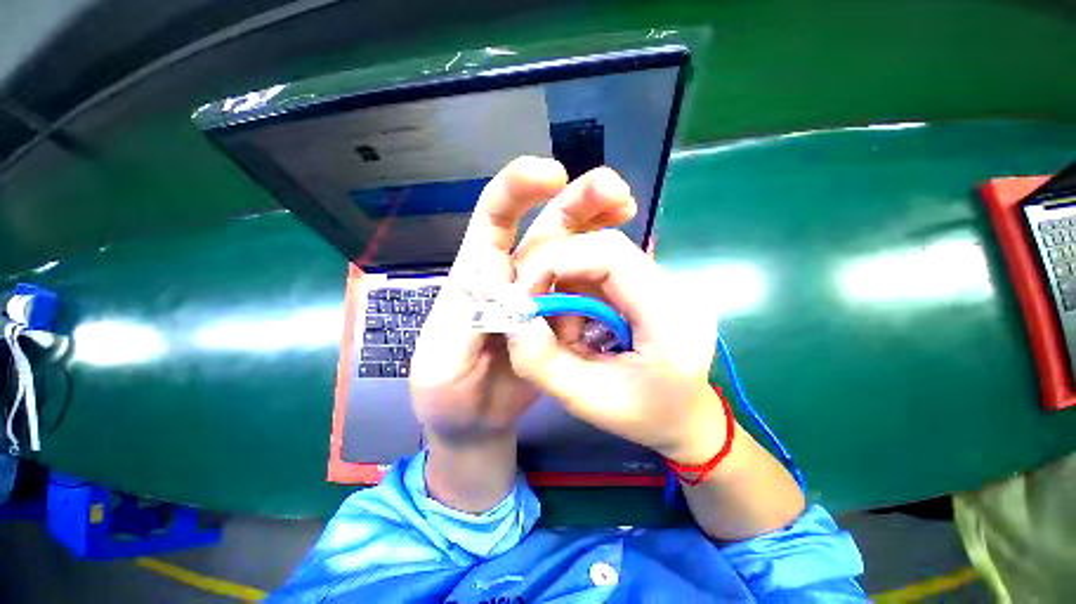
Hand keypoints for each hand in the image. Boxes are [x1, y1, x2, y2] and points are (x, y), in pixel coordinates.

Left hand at [409, 157, 635, 510]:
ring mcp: (541, 297)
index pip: (495, 218)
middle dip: (578, 202)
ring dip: (599, 228)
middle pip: (545, 228)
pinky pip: (584, 290)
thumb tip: (496, 271)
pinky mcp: (559, 319)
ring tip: (629, 212)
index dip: (519, 189)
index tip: (553, 175)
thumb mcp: (445, 360)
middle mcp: (513, 277)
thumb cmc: (448, 392)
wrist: (474, 420)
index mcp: (477, 276)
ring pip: (571, 253)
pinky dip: (605, 274)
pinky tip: (629, 265)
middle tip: (616, 192)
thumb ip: (465, 320)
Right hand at [507, 229, 725, 464]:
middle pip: (600, 247)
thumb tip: (514, 322)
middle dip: (554, 269)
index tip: (523, 291)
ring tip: (562, 330)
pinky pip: (598, 273)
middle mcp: (670, 285)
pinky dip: (574, 293)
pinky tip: (575, 326)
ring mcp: (659, 281)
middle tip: (529, 305)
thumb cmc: (646, 415)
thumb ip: (544, 363)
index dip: (558, 260)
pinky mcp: (645, 285)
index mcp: (669, 313)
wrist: (684, 416)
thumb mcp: (589, 400)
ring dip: (563, 286)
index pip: (610, 254)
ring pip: (595, 258)